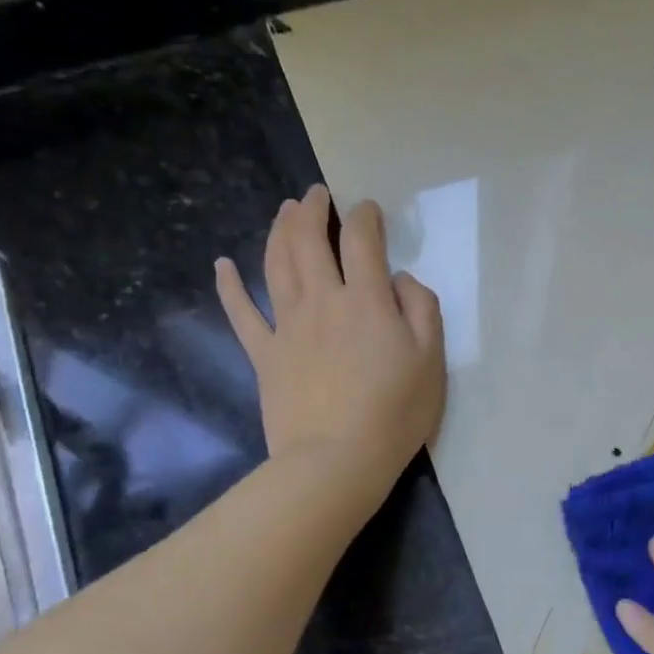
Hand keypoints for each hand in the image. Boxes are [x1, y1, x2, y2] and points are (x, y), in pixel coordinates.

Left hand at [215, 185, 444, 492]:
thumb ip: (421, 309)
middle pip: (309, 242)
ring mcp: (287, 326)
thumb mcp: (431, 359)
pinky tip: (222, 265)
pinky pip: (241, 313)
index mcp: (366, 300)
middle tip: (316, 193)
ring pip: (276, 265)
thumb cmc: (394, 412)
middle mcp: (322, 301)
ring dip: (279, 231)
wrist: (336, 460)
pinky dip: (229, 286)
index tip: (367, 208)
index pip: (362, 241)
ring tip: (285, 211)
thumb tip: (400, 280)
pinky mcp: (264, 355)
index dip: (364, 216)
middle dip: (313, 210)